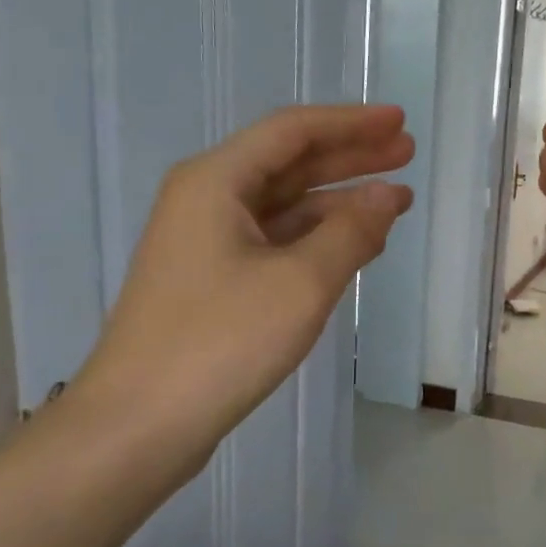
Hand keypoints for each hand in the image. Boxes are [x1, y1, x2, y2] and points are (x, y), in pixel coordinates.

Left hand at [74, 105, 412, 476]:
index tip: (400, 121)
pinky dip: (318, 239)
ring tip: (395, 201)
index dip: (351, 123)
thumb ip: (352, 232)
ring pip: (284, 206)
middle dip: (350, 157)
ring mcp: (206, 244)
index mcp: (217, 182)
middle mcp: (207, 200)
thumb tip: (388, 195)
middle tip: (406, 152)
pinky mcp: (213, 282)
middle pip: (289, 163)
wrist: (139, 424)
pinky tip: (354, 247)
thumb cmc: (221, 341)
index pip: (293, 131)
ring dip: (339, 201)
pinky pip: (276, 242)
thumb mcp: (301, 282)